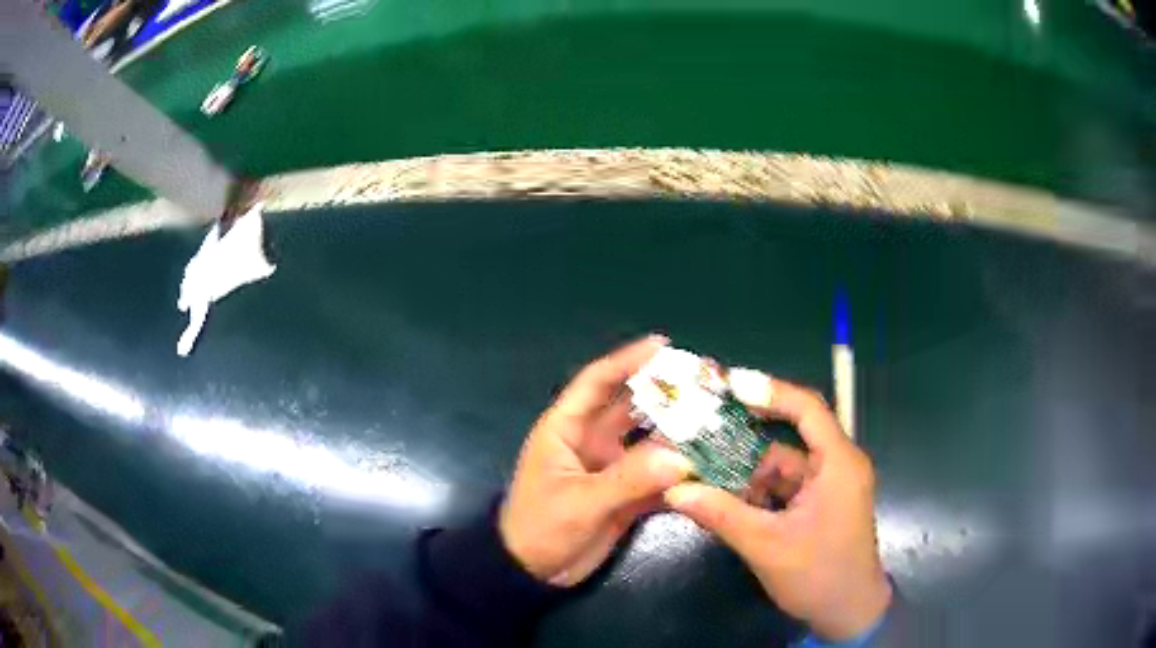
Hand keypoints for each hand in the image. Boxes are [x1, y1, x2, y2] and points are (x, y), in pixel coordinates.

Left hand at [499, 336, 693, 586]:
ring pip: (649, 441)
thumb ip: (628, 480)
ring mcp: (611, 469)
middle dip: (665, 393)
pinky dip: (680, 472)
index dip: (627, 361)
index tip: (663, 345)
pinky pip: (657, 476)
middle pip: (631, 407)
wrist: (533, 573)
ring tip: (718, 419)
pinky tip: (710, 467)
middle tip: (706, 381)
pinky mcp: (625, 495)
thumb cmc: (541, 528)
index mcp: (566, 430)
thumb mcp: (579, 502)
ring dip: (679, 432)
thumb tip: (682, 457)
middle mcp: (591, 442)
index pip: (596, 383)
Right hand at [665, 373, 891, 640]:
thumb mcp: (767, 546)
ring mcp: (827, 486)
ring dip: (745, 474)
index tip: (727, 386)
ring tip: (701, 474)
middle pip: (787, 439)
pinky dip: (756, 492)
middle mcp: (836, 466)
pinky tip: (724, 500)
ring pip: (781, 467)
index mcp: (837, 464)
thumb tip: (674, 490)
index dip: (768, 391)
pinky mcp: (819, 505)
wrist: (848, 612)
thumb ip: (722, 515)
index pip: (807, 408)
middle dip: (743, 440)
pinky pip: (783, 488)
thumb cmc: (819, 575)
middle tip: (699, 433)